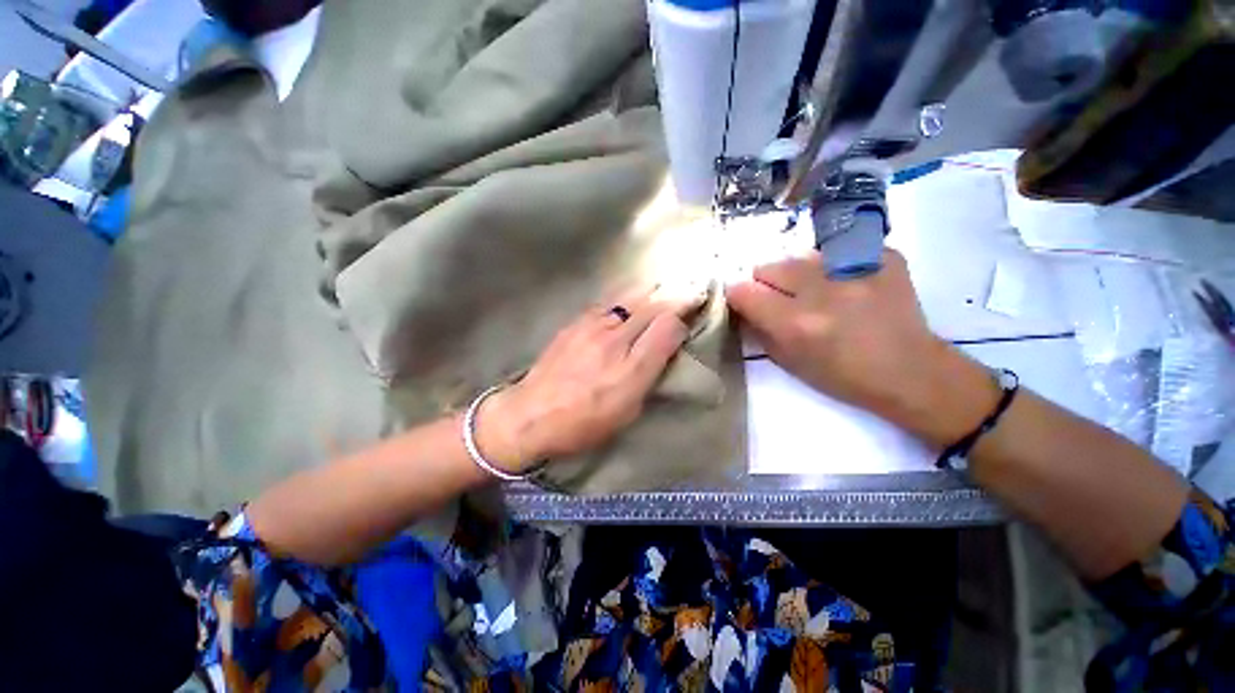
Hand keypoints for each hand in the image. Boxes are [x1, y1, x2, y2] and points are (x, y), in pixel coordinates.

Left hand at [475, 286, 703, 471]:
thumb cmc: (583, 422)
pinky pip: (608, 302)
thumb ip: (651, 376)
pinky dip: (625, 296)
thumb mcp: (627, 411)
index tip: (696, 307)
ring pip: (629, 297)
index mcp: (631, 368)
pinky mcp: (575, 322)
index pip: (667, 327)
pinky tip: (629, 298)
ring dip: (651, 291)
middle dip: (674, 295)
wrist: (530, 414)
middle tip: (689, 287)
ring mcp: (592, 326)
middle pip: (651, 305)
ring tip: (663, 286)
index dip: (685, 314)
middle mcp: (614, 339)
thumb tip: (666, 346)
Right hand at [726, 250, 997, 445]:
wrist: (911, 371)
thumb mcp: (788, 362)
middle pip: (768, 266)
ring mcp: (855, 268)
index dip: (739, 296)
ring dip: (800, 274)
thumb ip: (759, 329)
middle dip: (767, 283)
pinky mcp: (883, 256)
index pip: (742, 290)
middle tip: (785, 299)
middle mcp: (820, 290)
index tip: (746, 302)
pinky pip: (838, 251)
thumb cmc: (842, 376)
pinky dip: (835, 267)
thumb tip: (743, 305)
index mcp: (794, 322)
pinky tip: (849, 286)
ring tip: (820, 292)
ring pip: (800, 256)